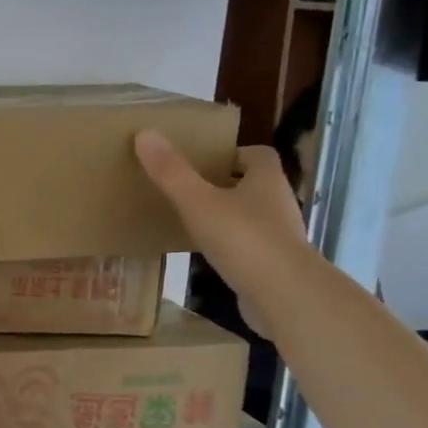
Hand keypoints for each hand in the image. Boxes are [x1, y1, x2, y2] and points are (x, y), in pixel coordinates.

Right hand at [134, 134, 308, 335]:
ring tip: (193, 224)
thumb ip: (171, 172)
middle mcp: (278, 203)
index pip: (257, 155)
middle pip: (254, 186)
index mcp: (267, 179)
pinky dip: (231, 249)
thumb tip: (145, 133)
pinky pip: (249, 249)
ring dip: (228, 218)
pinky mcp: (274, 267)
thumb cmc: (243, 238)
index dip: (233, 154)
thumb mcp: (198, 202)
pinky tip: (207, 257)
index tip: (205, 162)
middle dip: (226, 186)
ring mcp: (280, 237)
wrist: (282, 294)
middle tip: (190, 191)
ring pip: (252, 219)